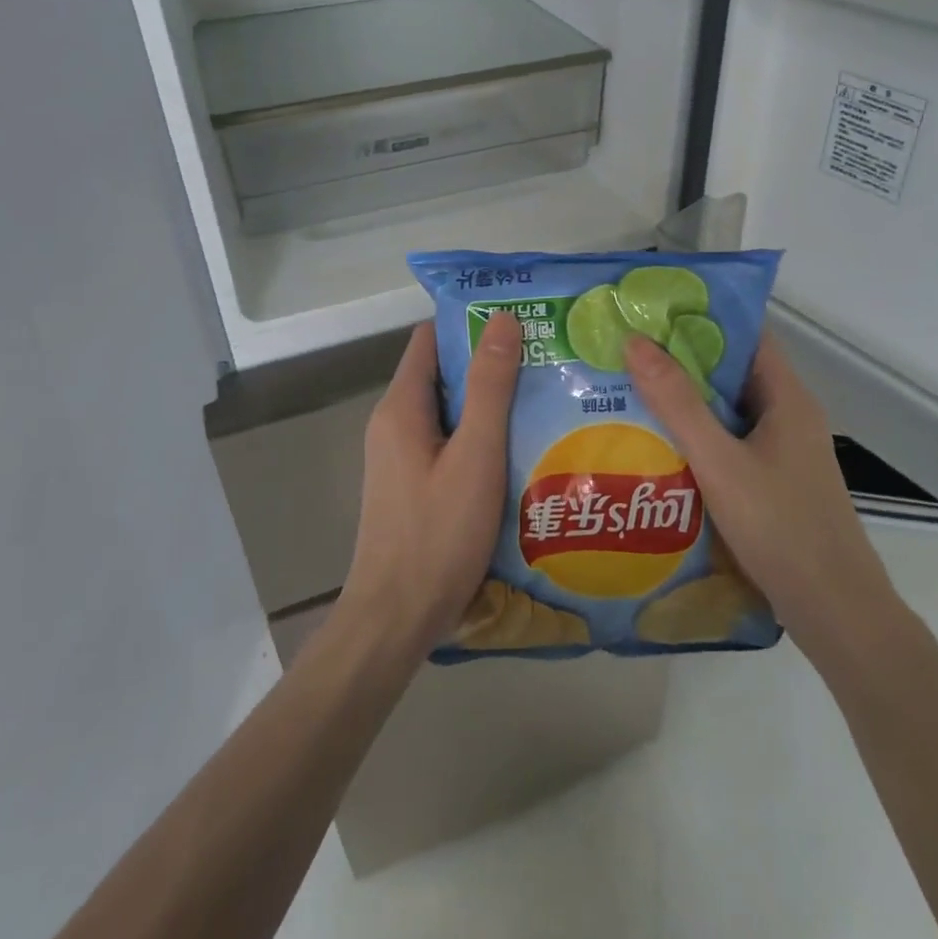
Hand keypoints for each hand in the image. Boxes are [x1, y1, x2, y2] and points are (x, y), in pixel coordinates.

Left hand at [338, 313, 522, 662]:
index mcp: (401, 407)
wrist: (396, 618)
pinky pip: (447, 443)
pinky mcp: (411, 485)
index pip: (431, 338)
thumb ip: (489, 387)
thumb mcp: (475, 455)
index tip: (519, 320)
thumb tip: (502, 320)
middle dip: (488, 363)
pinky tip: (519, 449)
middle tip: (544, 359)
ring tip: (542, 398)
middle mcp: (394, 423)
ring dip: (488, 403)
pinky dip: (479, 436)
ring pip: (448, 411)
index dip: (470, 323)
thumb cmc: (438, 533)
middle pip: (441, 374)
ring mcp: (399, 457)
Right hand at [624, 331, 907, 668]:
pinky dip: (695, 437)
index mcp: (787, 397)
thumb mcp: (720, 461)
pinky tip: (656, 445)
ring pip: (727, 411)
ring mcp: (782, 452)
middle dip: (681, 359)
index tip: (650, 310)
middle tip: (625, 350)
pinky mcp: (772, 483)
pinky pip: (728, 444)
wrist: (835, 612)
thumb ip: (677, 403)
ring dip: (684, 401)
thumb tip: (634, 341)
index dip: (701, 317)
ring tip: (628, 390)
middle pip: (731, 372)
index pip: (745, 335)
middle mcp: (788, 416)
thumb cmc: (781, 527)